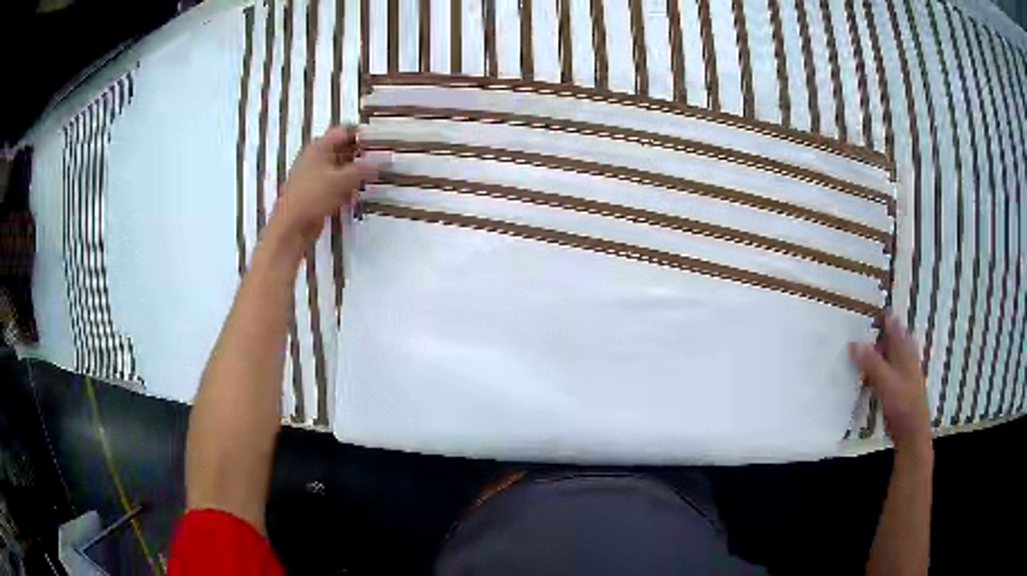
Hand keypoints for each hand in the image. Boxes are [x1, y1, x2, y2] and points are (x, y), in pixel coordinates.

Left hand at [271, 125, 381, 244]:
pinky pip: (336, 185)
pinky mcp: (316, 194)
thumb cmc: (310, 198)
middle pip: (342, 150)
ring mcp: (314, 177)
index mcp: (318, 147)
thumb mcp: (341, 180)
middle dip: (360, 154)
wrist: (292, 227)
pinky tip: (356, 195)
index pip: (343, 132)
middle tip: (378, 158)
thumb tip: (379, 163)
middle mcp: (315, 159)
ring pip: (340, 169)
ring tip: (372, 176)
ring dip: (355, 173)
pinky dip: (347, 188)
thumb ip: (363, 169)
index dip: (361, 134)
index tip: (378, 140)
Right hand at [849, 312, 931, 452]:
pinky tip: (866, 377)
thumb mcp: (885, 381)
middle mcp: (905, 354)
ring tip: (857, 355)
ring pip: (887, 353)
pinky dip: (876, 368)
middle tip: (856, 334)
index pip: (891, 322)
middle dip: (874, 334)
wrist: (912, 430)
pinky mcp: (899, 384)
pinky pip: (885, 369)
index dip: (879, 316)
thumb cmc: (902, 402)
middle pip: (889, 337)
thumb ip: (870, 362)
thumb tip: (852, 343)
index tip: (862, 313)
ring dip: (874, 352)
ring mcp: (903, 369)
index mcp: (904, 347)